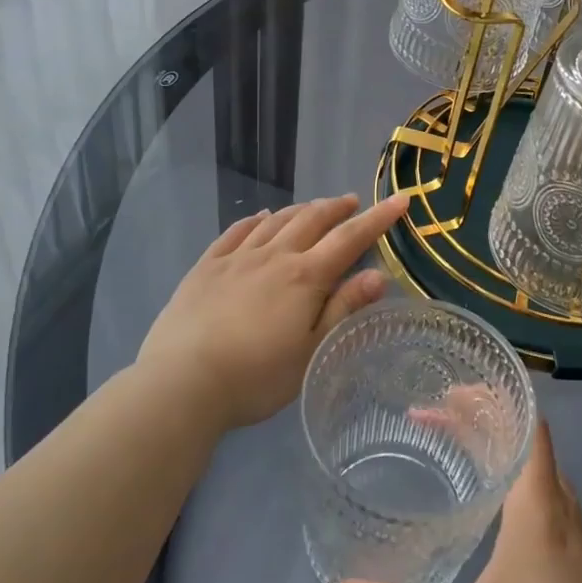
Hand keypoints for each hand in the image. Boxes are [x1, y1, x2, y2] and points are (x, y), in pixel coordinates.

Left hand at [138, 192, 407, 430]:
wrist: (181, 382)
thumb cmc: (256, 376)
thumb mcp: (312, 350)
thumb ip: (344, 308)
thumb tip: (379, 274)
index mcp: (305, 277)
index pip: (350, 238)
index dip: (378, 218)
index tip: (400, 199)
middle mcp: (274, 256)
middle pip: (312, 220)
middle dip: (337, 208)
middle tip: (353, 202)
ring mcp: (237, 258)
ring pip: (276, 221)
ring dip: (300, 210)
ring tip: (314, 207)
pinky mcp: (206, 267)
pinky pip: (235, 232)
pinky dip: (254, 220)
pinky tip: (261, 218)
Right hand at [332, 423, 581, 582]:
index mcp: (539, 505)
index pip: (524, 423)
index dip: (490, 399)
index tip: (449, 392)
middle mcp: (564, 509)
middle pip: (526, 443)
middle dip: (481, 424)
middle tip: (433, 418)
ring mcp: (581, 540)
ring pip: (539, 476)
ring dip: (501, 457)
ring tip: (459, 457)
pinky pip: (549, 505)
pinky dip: (518, 489)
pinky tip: (496, 520)